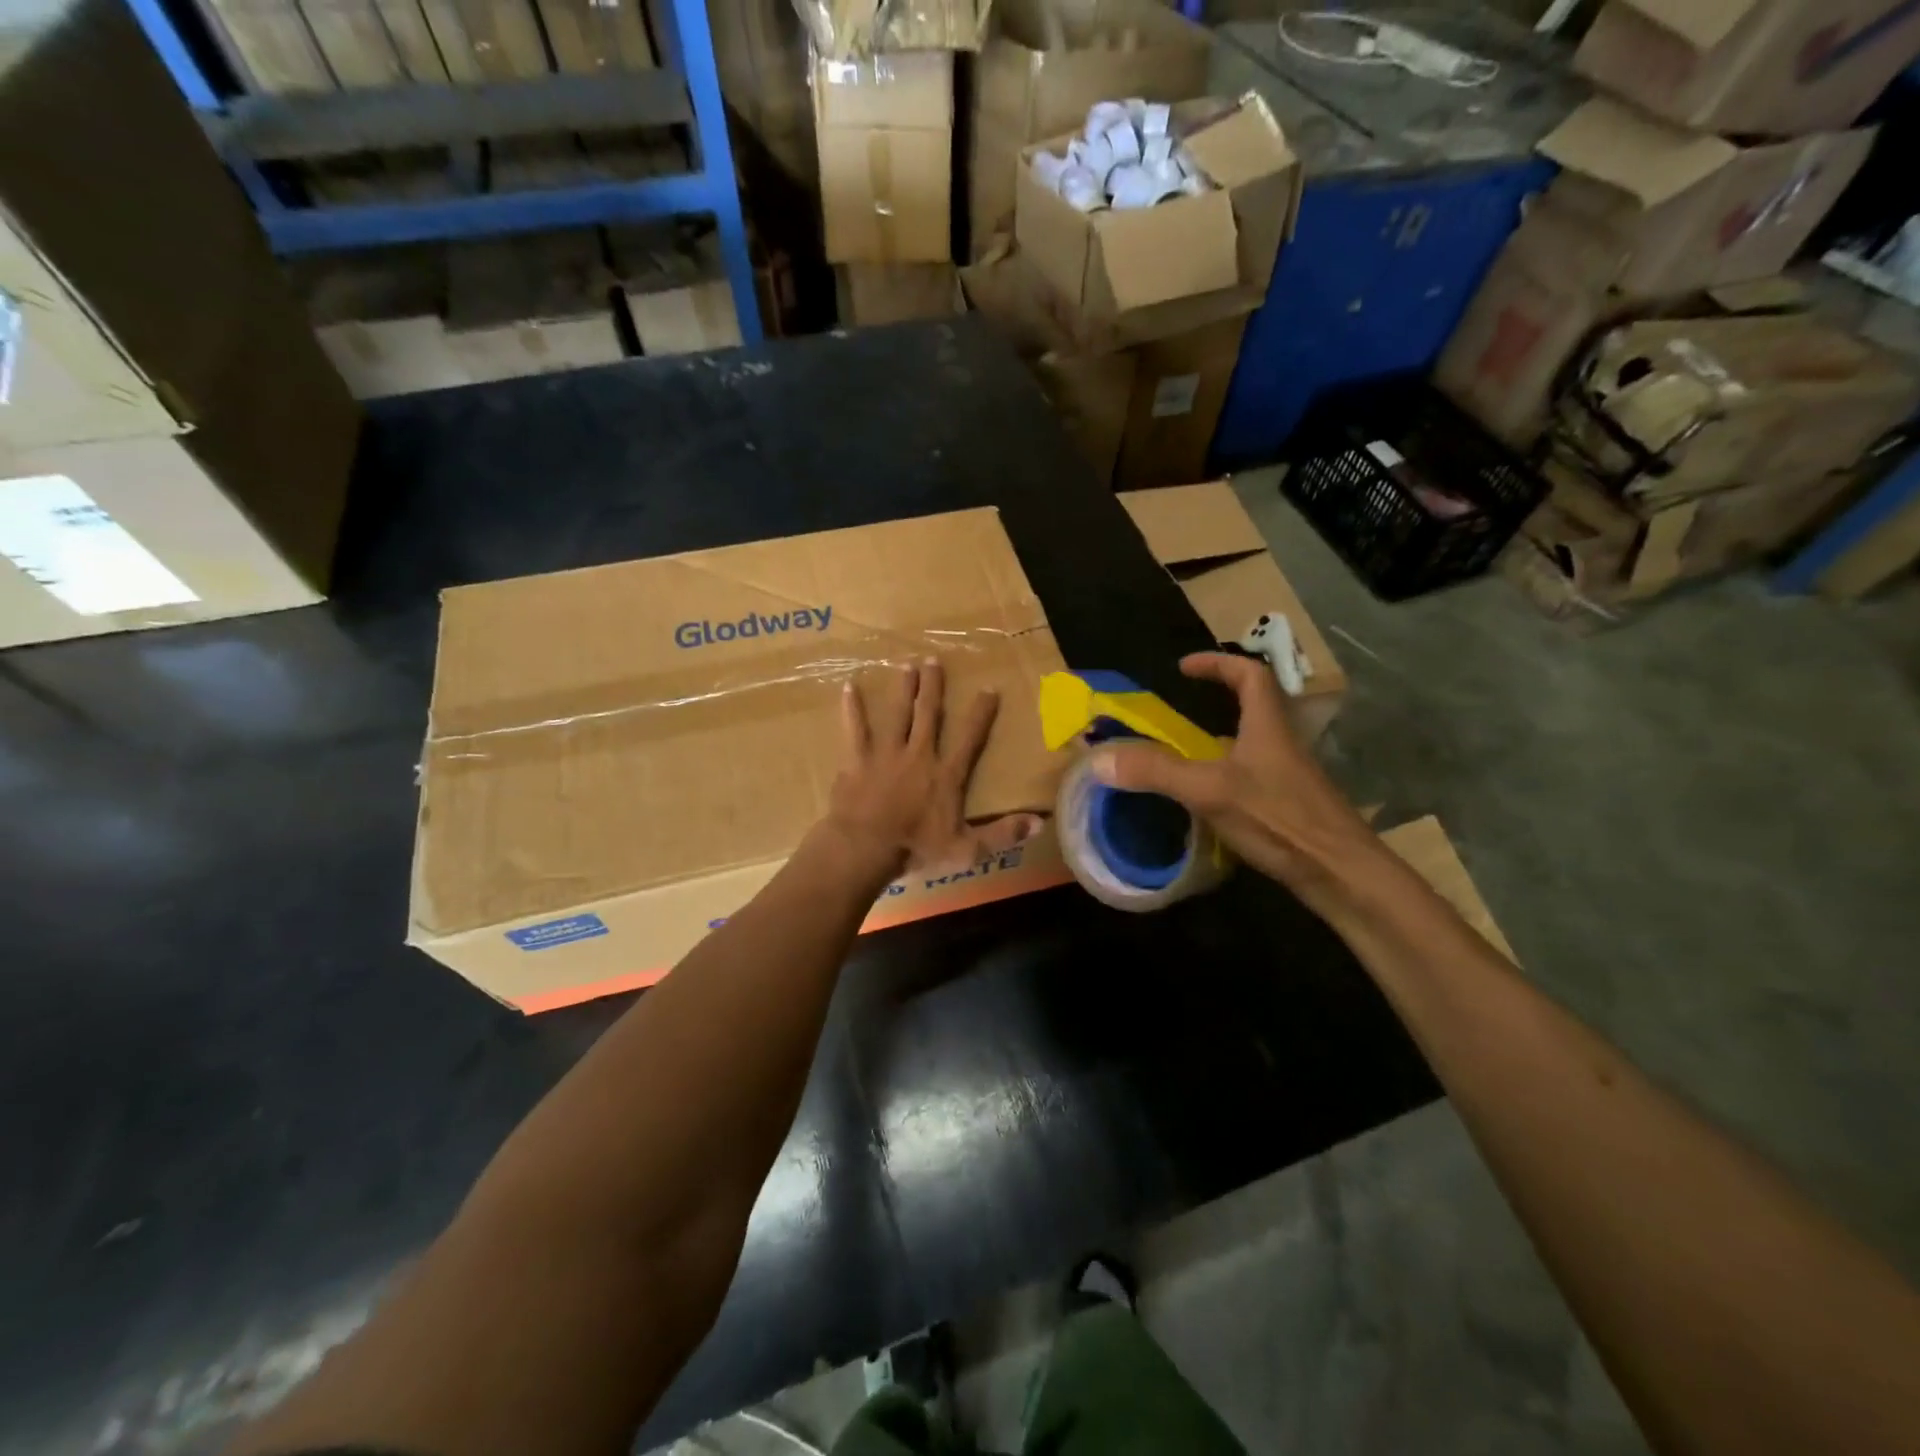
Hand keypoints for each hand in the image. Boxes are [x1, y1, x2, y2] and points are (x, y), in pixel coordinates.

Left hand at [822, 657, 1041, 878]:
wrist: (866, 847)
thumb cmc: (915, 849)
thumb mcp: (966, 849)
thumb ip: (1002, 835)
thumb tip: (1039, 824)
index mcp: (946, 775)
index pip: (970, 738)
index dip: (981, 713)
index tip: (989, 688)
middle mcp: (919, 755)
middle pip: (928, 714)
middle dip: (933, 687)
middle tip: (933, 660)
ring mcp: (886, 754)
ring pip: (897, 714)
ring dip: (903, 689)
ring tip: (906, 665)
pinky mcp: (858, 760)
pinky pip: (855, 729)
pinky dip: (852, 709)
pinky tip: (849, 688)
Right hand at [1088, 652, 1385, 918]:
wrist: (1341, 873)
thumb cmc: (1279, 819)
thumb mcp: (1209, 791)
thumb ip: (1156, 772)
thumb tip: (1099, 759)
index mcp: (1267, 725)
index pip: (1248, 675)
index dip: (1217, 664)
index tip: (1184, 668)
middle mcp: (1281, 743)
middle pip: (1254, 706)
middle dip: (1219, 699)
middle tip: (1181, 709)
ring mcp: (1288, 776)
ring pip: (1253, 744)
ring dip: (1221, 740)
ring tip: (1184, 753)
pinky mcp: (1290, 806)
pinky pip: (1253, 776)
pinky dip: (1227, 775)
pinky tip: (1206, 800)